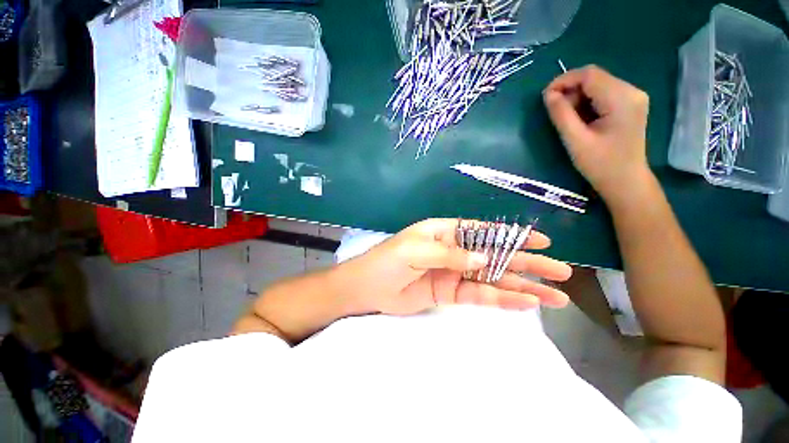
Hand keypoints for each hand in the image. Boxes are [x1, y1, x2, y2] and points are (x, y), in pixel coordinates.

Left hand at [340, 219, 571, 315]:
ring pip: (493, 278)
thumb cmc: (388, 261)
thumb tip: (485, 259)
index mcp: (445, 233)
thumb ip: (450, 254)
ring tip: (555, 296)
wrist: (368, 287)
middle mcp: (454, 251)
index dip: (512, 236)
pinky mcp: (451, 293)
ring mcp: (454, 273)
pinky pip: (480, 295)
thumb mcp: (417, 250)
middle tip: (561, 272)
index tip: (541, 241)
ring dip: (522, 286)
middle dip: (528, 264)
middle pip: (496, 256)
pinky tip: (526, 303)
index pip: (484, 231)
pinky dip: (502, 299)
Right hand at [543, 65, 653, 206]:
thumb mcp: (575, 140)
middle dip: (570, 90)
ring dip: (577, 98)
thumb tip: (548, 95)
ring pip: (597, 85)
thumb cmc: (600, 164)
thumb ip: (561, 115)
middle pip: (594, 78)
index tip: (545, 97)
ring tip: (568, 119)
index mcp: (621, 98)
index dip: (564, 80)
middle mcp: (631, 91)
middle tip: (556, 112)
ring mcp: (633, 97)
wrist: (625, 181)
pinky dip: (587, 102)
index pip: (589, 74)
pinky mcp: (630, 105)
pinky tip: (581, 119)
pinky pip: (603, 94)